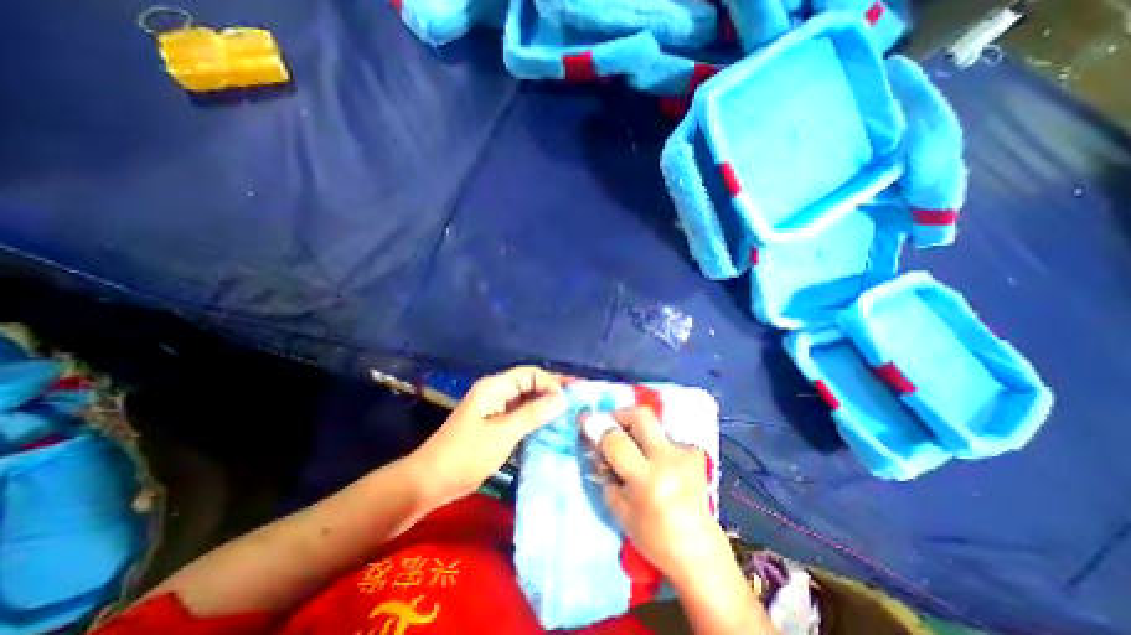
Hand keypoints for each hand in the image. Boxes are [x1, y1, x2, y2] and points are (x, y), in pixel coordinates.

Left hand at [411, 368, 565, 504]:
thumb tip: (562, 399)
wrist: (430, 481)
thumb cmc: (465, 455)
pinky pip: (520, 411)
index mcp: (495, 386)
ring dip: (546, 402)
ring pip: (526, 397)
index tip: (568, 401)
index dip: (551, 383)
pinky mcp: (495, 420)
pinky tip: (551, 421)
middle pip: (530, 382)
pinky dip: (536, 414)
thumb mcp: (503, 434)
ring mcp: (495, 406)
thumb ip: (533, 414)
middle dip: (553, 389)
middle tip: (578, 397)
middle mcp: (496, 390)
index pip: (530, 374)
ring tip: (570, 409)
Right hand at [596, 408, 727, 586]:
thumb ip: (605, 471)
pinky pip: (665, 437)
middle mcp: (669, 461)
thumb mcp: (618, 508)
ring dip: (637, 432)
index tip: (587, 422)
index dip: (599, 428)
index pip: (617, 440)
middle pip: (640, 415)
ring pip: (653, 425)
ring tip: (634, 453)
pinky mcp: (696, 452)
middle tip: (610, 425)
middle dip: (620, 414)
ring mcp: (685, 454)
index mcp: (647, 480)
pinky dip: (653, 444)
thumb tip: (596, 441)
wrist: (698, 551)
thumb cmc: (652, 536)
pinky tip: (654, 462)